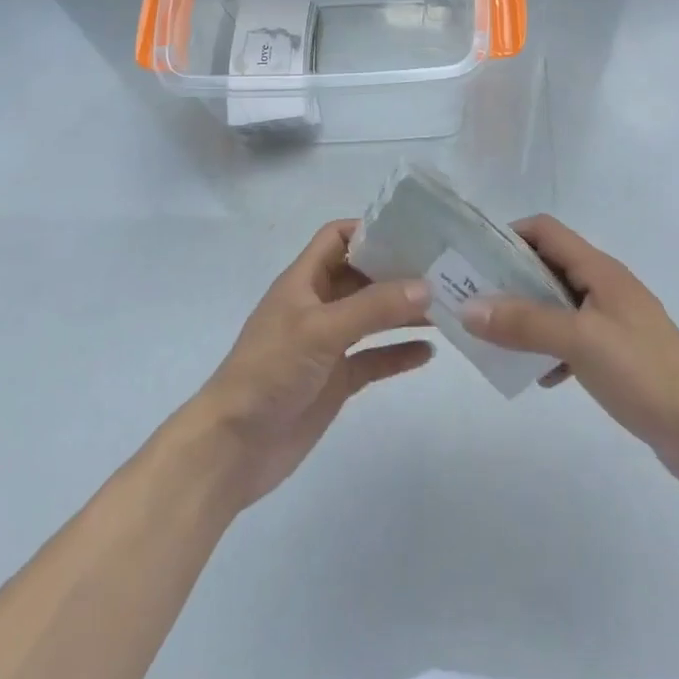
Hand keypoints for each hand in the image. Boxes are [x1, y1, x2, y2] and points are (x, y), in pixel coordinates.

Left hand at [189, 220, 432, 508]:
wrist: (233, 447)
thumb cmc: (270, 370)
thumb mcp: (321, 330)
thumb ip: (373, 307)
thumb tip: (425, 285)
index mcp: (304, 280)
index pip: (337, 238)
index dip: (370, 230)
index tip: (412, 233)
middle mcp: (317, 305)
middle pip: (361, 276)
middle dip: (397, 271)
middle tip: (443, 270)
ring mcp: (327, 344)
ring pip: (371, 317)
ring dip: (403, 311)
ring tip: (446, 308)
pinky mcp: (335, 381)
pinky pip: (373, 358)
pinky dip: (398, 353)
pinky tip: (429, 352)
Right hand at [460, 216, 678, 492]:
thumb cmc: (643, 372)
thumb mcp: (578, 341)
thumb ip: (523, 323)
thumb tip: (468, 308)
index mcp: (599, 269)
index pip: (545, 230)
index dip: (510, 236)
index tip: (476, 259)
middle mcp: (605, 285)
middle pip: (548, 265)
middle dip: (510, 278)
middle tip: (475, 300)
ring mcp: (614, 319)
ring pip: (558, 303)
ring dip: (528, 315)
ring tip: (497, 338)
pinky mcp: (619, 352)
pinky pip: (573, 336)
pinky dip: (552, 347)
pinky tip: (542, 376)